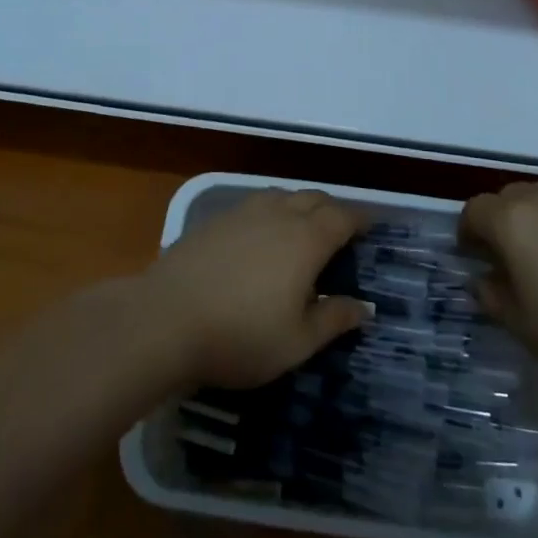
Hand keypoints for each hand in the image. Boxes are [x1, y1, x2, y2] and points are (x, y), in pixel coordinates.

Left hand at [142, 190, 369, 388]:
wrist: (164, 319)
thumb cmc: (240, 336)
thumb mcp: (297, 342)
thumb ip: (334, 319)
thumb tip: (365, 306)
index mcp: (306, 239)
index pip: (343, 217)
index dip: (361, 219)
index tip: (373, 227)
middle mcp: (278, 214)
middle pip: (314, 198)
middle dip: (333, 210)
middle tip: (342, 232)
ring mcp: (243, 212)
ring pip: (283, 196)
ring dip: (301, 206)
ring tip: (304, 230)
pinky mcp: (214, 219)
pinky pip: (255, 205)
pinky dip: (272, 213)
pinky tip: (262, 237)